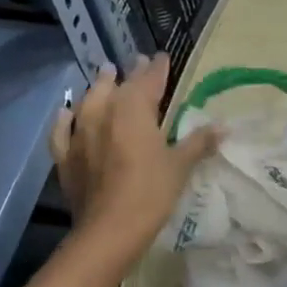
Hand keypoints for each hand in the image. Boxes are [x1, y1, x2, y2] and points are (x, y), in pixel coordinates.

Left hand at [50, 57, 219, 263]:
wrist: (109, 230)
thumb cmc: (151, 193)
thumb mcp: (180, 166)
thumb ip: (199, 142)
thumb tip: (224, 126)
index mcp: (135, 110)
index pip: (149, 80)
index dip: (157, 68)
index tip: (162, 57)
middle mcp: (104, 112)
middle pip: (118, 85)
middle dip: (131, 73)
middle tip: (138, 62)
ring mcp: (80, 133)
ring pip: (89, 100)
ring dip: (99, 86)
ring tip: (105, 76)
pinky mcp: (65, 156)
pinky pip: (62, 129)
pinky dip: (66, 118)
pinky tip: (68, 113)